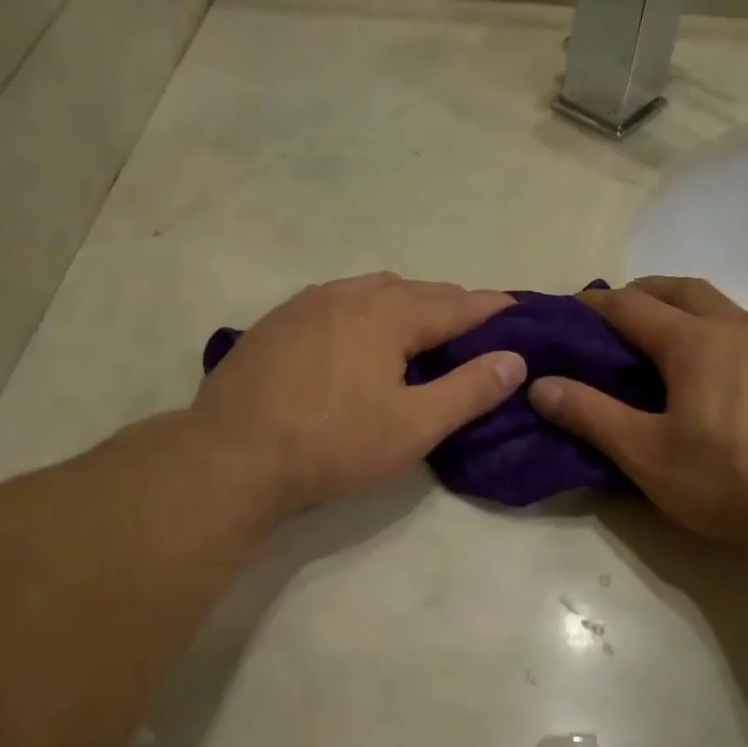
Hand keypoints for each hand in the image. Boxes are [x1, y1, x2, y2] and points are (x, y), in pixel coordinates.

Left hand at [192, 273, 525, 515]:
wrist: (232, 456)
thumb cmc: (333, 444)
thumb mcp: (414, 427)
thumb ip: (469, 391)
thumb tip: (514, 359)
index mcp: (388, 313)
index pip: (456, 303)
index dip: (490, 308)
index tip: (516, 311)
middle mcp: (347, 293)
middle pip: (413, 290)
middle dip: (448, 306)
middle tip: (471, 332)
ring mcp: (305, 304)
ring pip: (370, 292)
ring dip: (403, 306)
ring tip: (416, 334)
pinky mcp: (275, 324)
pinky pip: (335, 304)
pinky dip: (362, 314)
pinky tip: (356, 342)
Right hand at [528, 277, 747, 550]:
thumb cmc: (734, 480)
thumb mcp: (649, 456)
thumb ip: (592, 417)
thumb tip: (540, 385)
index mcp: (694, 342)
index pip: (630, 305)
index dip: (594, 305)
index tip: (568, 310)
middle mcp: (738, 326)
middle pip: (681, 289)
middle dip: (642, 293)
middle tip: (616, 317)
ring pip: (723, 308)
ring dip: (686, 312)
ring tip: (667, 346)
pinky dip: (722, 336)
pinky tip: (723, 378)